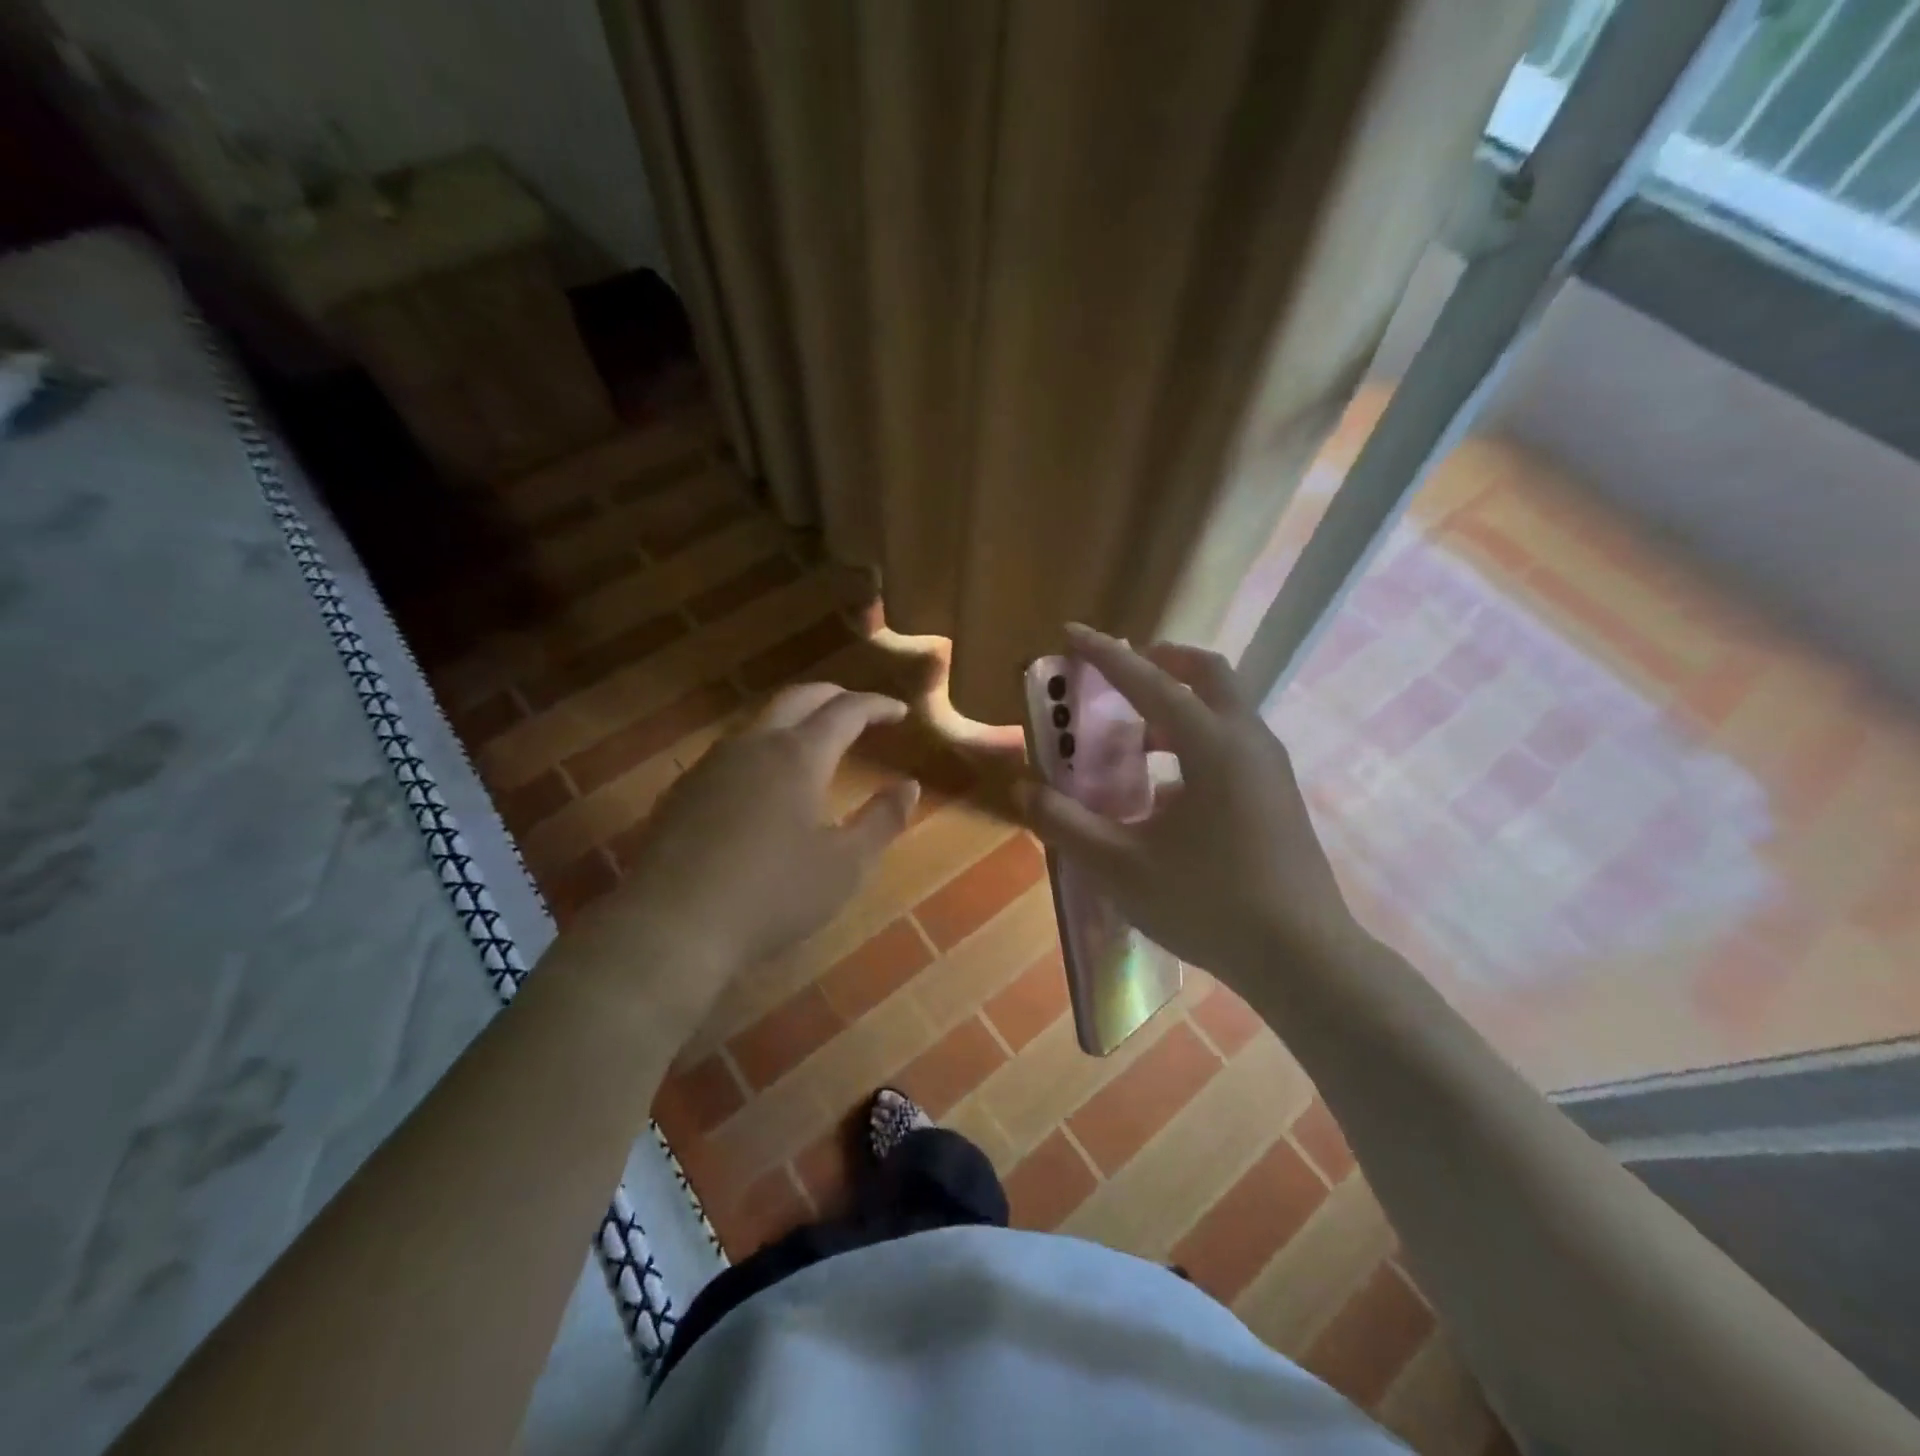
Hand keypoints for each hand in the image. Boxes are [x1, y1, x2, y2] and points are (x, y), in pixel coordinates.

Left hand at [583, 684, 918, 1014]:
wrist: (672, 926)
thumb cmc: (773, 895)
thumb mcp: (846, 866)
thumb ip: (882, 820)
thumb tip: (909, 786)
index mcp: (798, 755)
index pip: (846, 711)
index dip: (876, 706)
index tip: (899, 712)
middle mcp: (754, 745)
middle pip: (798, 698)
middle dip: (834, 696)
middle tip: (860, 711)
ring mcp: (712, 764)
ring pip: (760, 720)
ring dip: (795, 719)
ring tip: (816, 740)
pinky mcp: (684, 790)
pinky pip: (733, 749)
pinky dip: (764, 746)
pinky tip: (766, 781)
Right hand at [1017, 625, 1357, 991]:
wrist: (1304, 959)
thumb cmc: (1209, 904)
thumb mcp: (1122, 867)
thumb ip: (1067, 824)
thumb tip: (1025, 790)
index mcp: (1212, 746)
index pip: (1149, 682)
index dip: (1105, 655)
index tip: (1072, 632)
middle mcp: (1247, 742)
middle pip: (1207, 674)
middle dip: (1160, 662)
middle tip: (1119, 675)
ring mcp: (1269, 769)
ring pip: (1223, 710)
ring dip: (1176, 707)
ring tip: (1131, 741)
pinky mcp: (1277, 796)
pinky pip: (1231, 745)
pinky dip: (1193, 743)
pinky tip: (1164, 793)